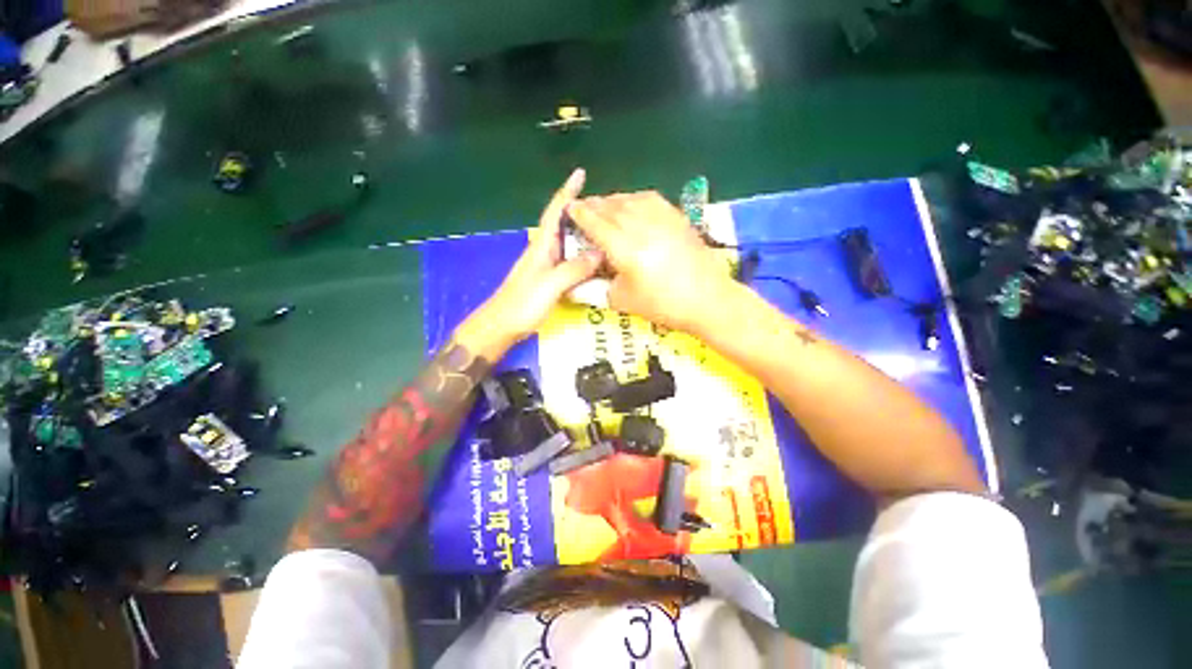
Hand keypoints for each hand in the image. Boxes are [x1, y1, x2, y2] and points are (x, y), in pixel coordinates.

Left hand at [453, 169, 602, 359]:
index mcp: (542, 246)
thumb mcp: (550, 284)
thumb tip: (600, 253)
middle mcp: (545, 251)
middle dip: (583, 214)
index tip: (580, 173)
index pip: (555, 212)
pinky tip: (596, 263)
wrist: (502, 326)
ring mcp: (547, 266)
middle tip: (607, 210)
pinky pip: (571, 262)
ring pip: (569, 244)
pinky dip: (584, 258)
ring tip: (606, 233)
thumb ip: (574, 268)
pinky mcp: (550, 280)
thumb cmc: (522, 303)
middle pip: (565, 226)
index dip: (567, 192)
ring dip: (585, 236)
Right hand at [566, 191, 735, 332]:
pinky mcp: (677, 216)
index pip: (594, 222)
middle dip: (593, 205)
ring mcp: (662, 217)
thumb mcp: (622, 300)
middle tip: (583, 208)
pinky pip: (649, 199)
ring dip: (612, 200)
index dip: (579, 214)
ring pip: (629, 199)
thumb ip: (601, 283)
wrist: (707, 299)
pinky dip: (634, 199)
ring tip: (605, 207)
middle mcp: (641, 225)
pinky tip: (633, 206)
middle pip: (610, 206)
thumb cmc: (663, 305)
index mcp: (624, 247)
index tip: (569, 208)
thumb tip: (591, 270)